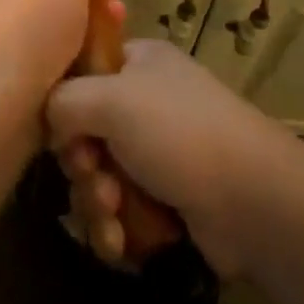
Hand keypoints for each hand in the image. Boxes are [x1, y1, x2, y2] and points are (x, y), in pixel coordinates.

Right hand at [46, 39, 293, 277]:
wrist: (251, 200)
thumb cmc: (178, 133)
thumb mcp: (111, 99)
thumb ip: (63, 100)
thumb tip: (51, 121)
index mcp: (138, 62)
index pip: (82, 71)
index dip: (65, 102)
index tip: (64, 128)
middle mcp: (145, 101)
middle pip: (84, 131)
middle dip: (82, 165)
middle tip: (95, 178)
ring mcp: (157, 151)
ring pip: (97, 176)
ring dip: (97, 202)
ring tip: (115, 216)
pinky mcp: (164, 198)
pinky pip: (119, 210)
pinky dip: (116, 227)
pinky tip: (123, 242)